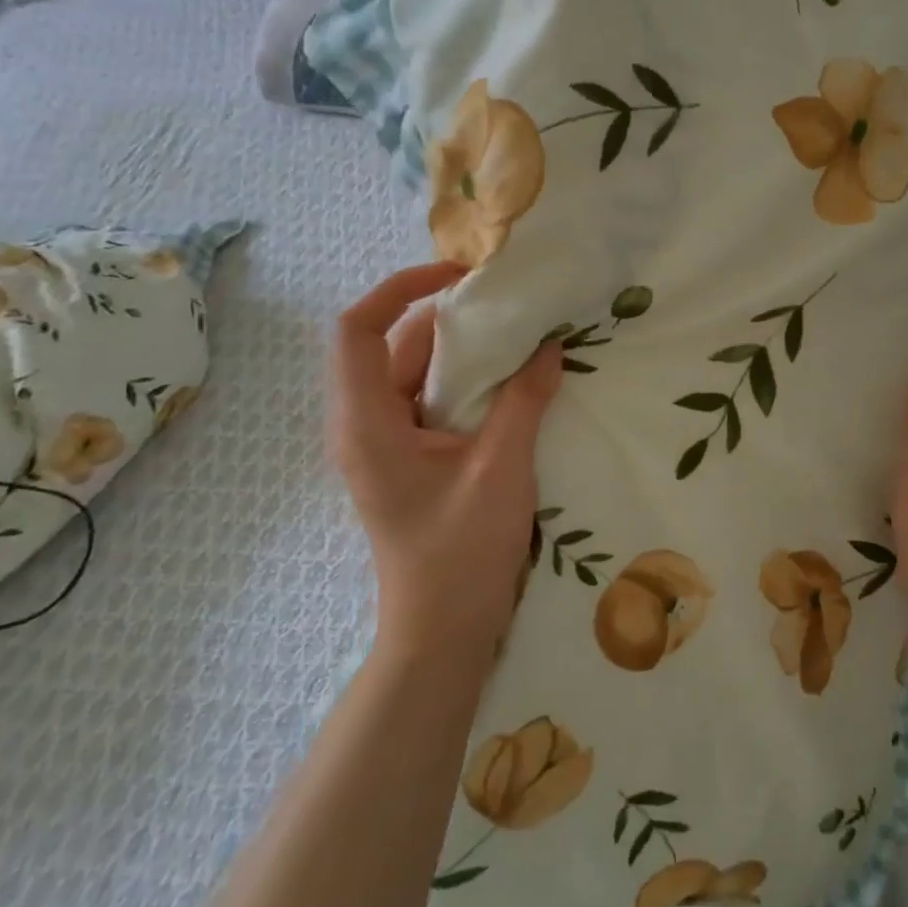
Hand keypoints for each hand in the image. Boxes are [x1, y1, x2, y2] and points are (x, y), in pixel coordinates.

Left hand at [328, 262, 563, 667]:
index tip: (458, 276)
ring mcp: (383, 443)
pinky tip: (508, 379)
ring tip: (515, 333)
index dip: (400, 288)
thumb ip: (524, 400)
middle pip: (392, 345)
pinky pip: (428, 399)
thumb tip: (550, 345)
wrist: (444, 631)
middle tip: (506, 302)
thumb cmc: (462, 552)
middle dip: (446, 317)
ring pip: (413, 372)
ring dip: (460, 350)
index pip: (357, 329)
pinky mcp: (406, 458)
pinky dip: (463, 380)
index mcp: (366, 422)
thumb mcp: (501, 468)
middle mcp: (363, 424)